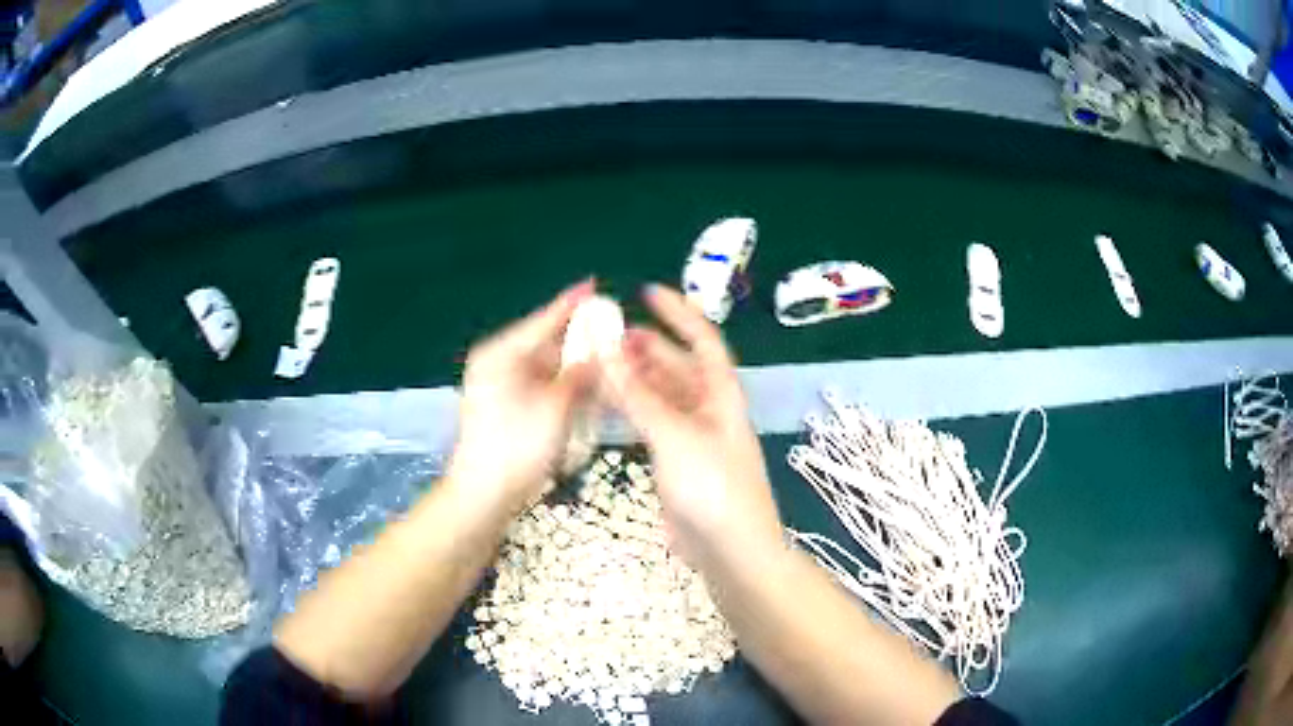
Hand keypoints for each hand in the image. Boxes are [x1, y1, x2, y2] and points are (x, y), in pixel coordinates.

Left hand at [448, 280, 595, 511]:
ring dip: (572, 362)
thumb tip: (602, 353)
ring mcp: (499, 384)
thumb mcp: (556, 408)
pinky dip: (561, 382)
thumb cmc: (518, 448)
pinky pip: (539, 382)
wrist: (483, 494)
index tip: (594, 284)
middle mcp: (498, 362)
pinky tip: (585, 384)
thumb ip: (580, 375)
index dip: (572, 304)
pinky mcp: (505, 404)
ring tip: (605, 355)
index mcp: (502, 354)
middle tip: (611, 328)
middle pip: (544, 340)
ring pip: (544, 363)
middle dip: (577, 336)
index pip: (543, 320)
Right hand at [604, 285, 783, 566]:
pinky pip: (651, 423)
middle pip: (677, 366)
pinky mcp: (676, 461)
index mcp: (722, 394)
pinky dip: (630, 409)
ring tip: (599, 365)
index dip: (678, 313)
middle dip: (645, 348)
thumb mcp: (675, 436)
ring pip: (660, 395)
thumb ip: (638, 394)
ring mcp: (692, 436)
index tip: (646, 293)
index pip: (703, 340)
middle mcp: (709, 409)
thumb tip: (607, 348)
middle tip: (606, 336)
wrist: (730, 552)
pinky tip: (607, 404)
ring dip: (634, 379)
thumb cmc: (713, 488)